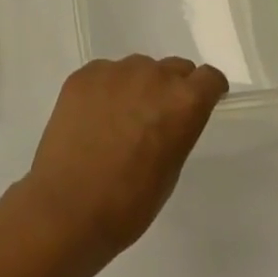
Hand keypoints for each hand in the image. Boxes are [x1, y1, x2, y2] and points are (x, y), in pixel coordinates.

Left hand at [14, 56, 227, 266]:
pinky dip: (107, 90)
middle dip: (172, 88)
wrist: (68, 208)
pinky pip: (105, 74)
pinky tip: (94, 119)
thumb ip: (177, 129)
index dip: (208, 90)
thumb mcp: (171, 168)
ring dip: (138, 87)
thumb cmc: (129, 204)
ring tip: (120, 120)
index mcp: (183, 102)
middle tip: (157, 117)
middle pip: (174, 68)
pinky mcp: (83, 75)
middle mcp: (152, 76)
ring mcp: (114, 72)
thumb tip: (167, 117)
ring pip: (138, 69)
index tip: (203, 101)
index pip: (209, 78)